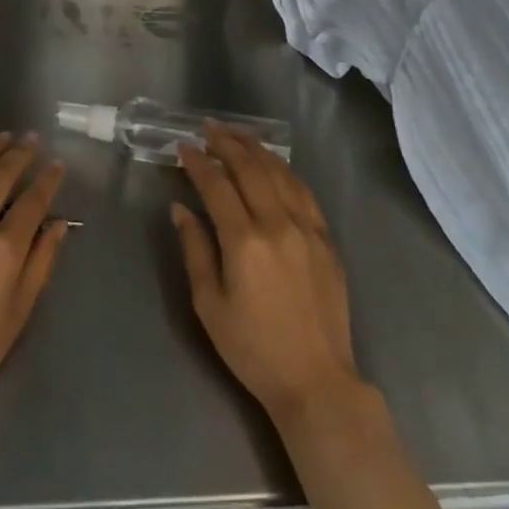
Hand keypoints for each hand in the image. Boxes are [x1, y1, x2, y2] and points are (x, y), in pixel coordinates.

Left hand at [0, 133, 69, 467]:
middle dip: (20, 153)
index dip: (48, 179)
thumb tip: (58, 223)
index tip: (57, 164)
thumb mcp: (19, 311)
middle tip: (32, 139)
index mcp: (4, 247)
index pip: (33, 200)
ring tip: (4, 138)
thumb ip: (41, 261)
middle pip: (1, 175)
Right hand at [172, 122, 358, 420]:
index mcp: (245, 241)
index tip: (183, 146)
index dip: (198, 163)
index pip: (217, 186)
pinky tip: (274, 164)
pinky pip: (304, 192)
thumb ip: (195, 249)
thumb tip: (181, 209)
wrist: (315, 380)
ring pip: (280, 174)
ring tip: (238, 134)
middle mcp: (278, 224)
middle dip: (227, 143)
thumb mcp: (209, 304)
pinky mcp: (327, 240)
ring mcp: (308, 229)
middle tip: (208, 128)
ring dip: (256, 149)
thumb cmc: (253, 348)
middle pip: (250, 169)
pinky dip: (285, 171)